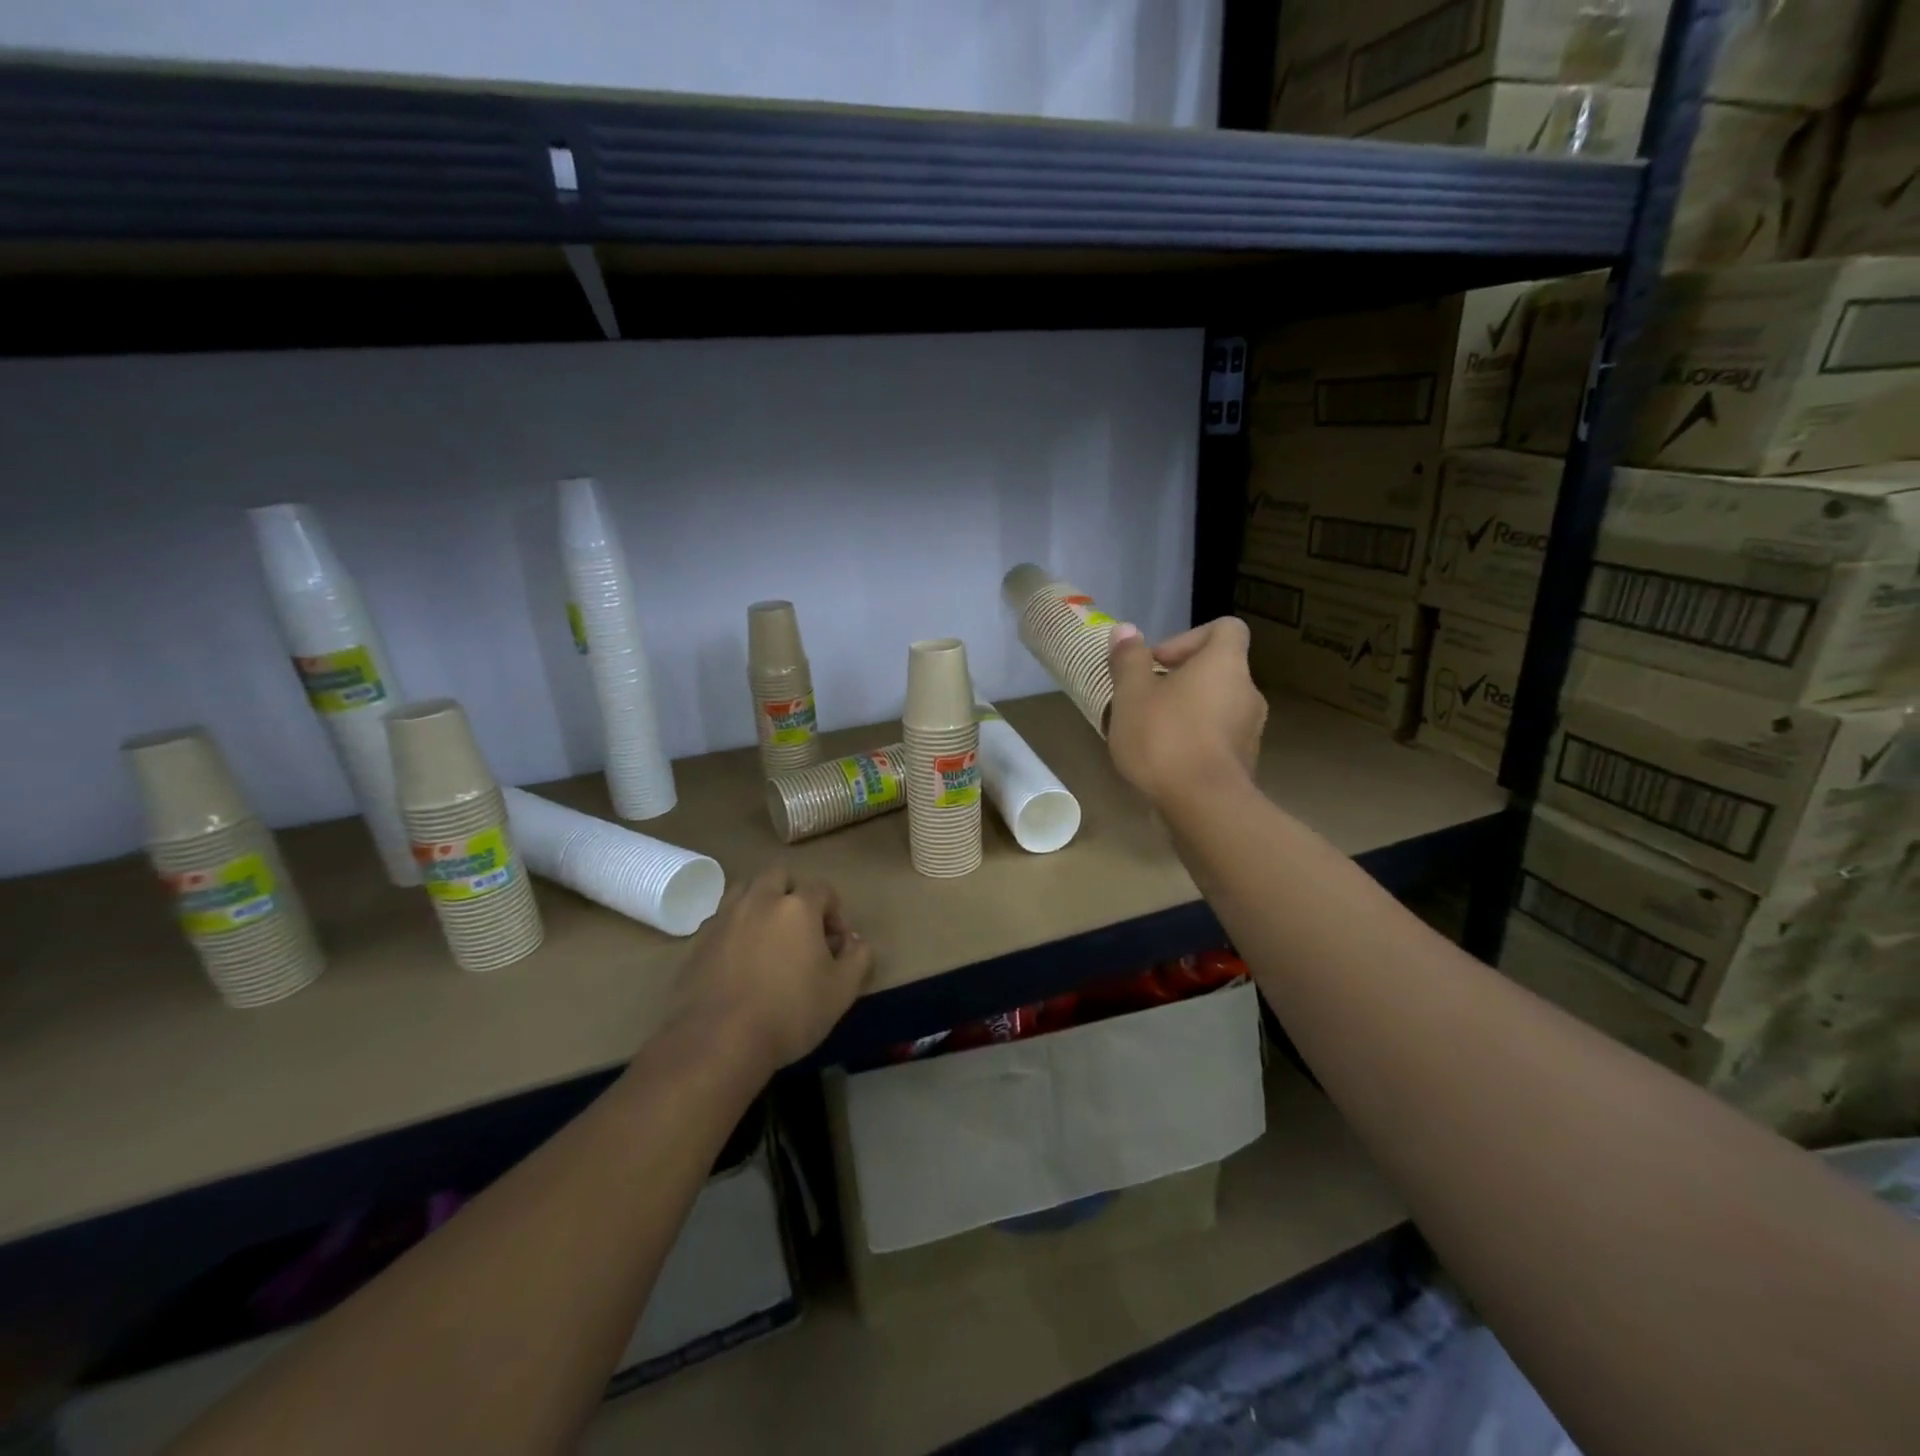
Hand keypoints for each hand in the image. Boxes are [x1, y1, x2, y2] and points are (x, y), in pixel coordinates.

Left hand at [667, 862, 873, 1076]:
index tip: (837, 943)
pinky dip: (735, 928)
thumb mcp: (842, 991)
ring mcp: (724, 918)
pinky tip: (741, 959)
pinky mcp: (698, 941)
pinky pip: (722, 919)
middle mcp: (759, 901)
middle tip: (801, 928)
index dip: (835, 912)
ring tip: (769, 936)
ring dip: (760, 902)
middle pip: (778, 876)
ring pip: (745, 890)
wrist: (718, 1042)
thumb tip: (855, 941)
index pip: (822, 889)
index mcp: (797, 907)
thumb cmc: (789, 1013)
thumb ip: (858, 958)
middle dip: (793, 893)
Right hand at [1107, 618, 1265, 809]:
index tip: (1157, 662)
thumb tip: (1125, 630)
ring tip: (1150, 733)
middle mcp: (1248, 692)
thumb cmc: (1165, 738)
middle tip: (1144, 699)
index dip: (1189, 637)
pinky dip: (1195, 741)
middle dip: (1180, 680)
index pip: (1225, 628)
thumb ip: (1129, 659)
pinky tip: (1165, 761)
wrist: (1203, 807)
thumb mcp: (1131, 694)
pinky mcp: (1244, 764)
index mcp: (1225, 664)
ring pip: (1216, 707)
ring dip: (1186, 712)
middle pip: (1217, 670)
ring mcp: (1251, 731)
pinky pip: (1218, 739)